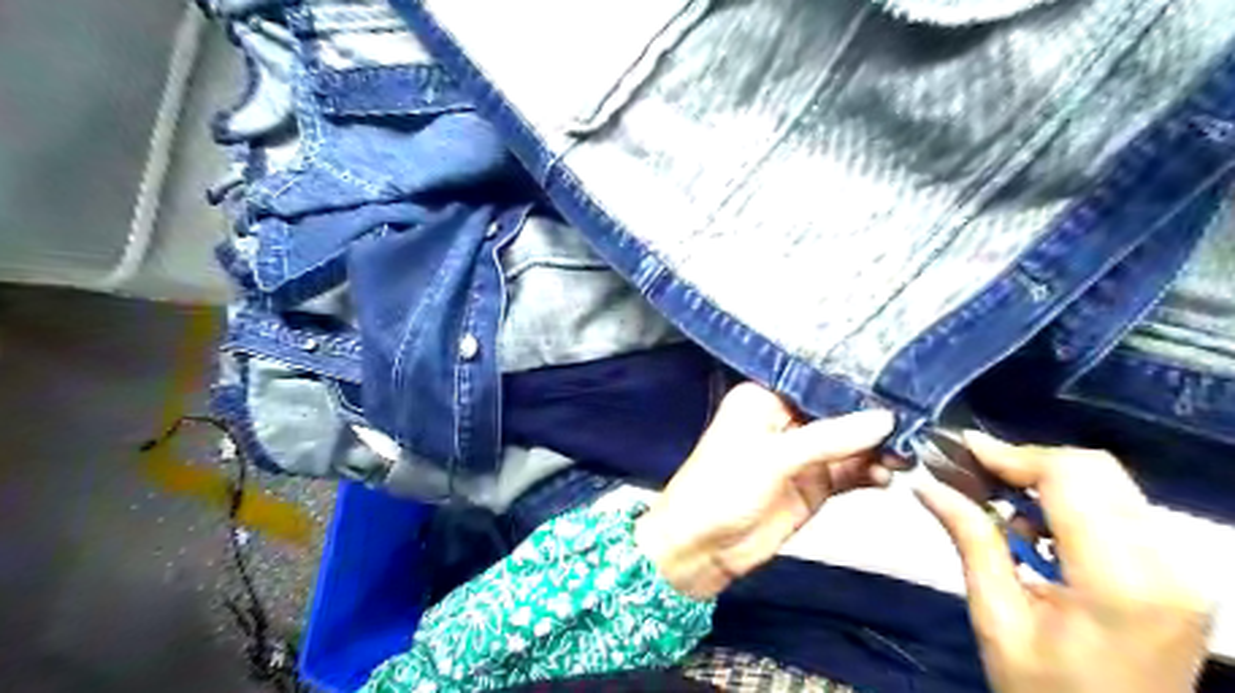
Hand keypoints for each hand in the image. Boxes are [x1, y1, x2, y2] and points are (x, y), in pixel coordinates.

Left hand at [632, 385, 894, 600]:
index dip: (853, 381)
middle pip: (838, 411)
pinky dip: (870, 473)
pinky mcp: (814, 484)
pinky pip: (850, 471)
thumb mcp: (773, 457)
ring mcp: (802, 453)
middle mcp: (785, 418)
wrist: (704, 548)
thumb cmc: (724, 488)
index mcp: (764, 397)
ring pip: (849, 442)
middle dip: (872, 416)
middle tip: (917, 418)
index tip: (898, 377)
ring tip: (906, 452)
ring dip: (877, 447)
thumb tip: (885, 419)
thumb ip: (829, 438)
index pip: (815, 380)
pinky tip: (889, 476)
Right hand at [921, 432, 1213, 692]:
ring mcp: (1181, 570)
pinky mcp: (1176, 575)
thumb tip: (926, 485)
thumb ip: (971, 540)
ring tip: (996, 501)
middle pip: (1095, 470)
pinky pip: (1118, 509)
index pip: (1071, 478)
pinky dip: (1069, 502)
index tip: (961, 448)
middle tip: (974, 472)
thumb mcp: (996, 618)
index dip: (1011, 453)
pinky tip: (1034, 528)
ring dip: (1046, 479)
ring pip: (1108, 483)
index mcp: (1121, 582)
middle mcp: (1167, 567)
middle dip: (1026, 461)